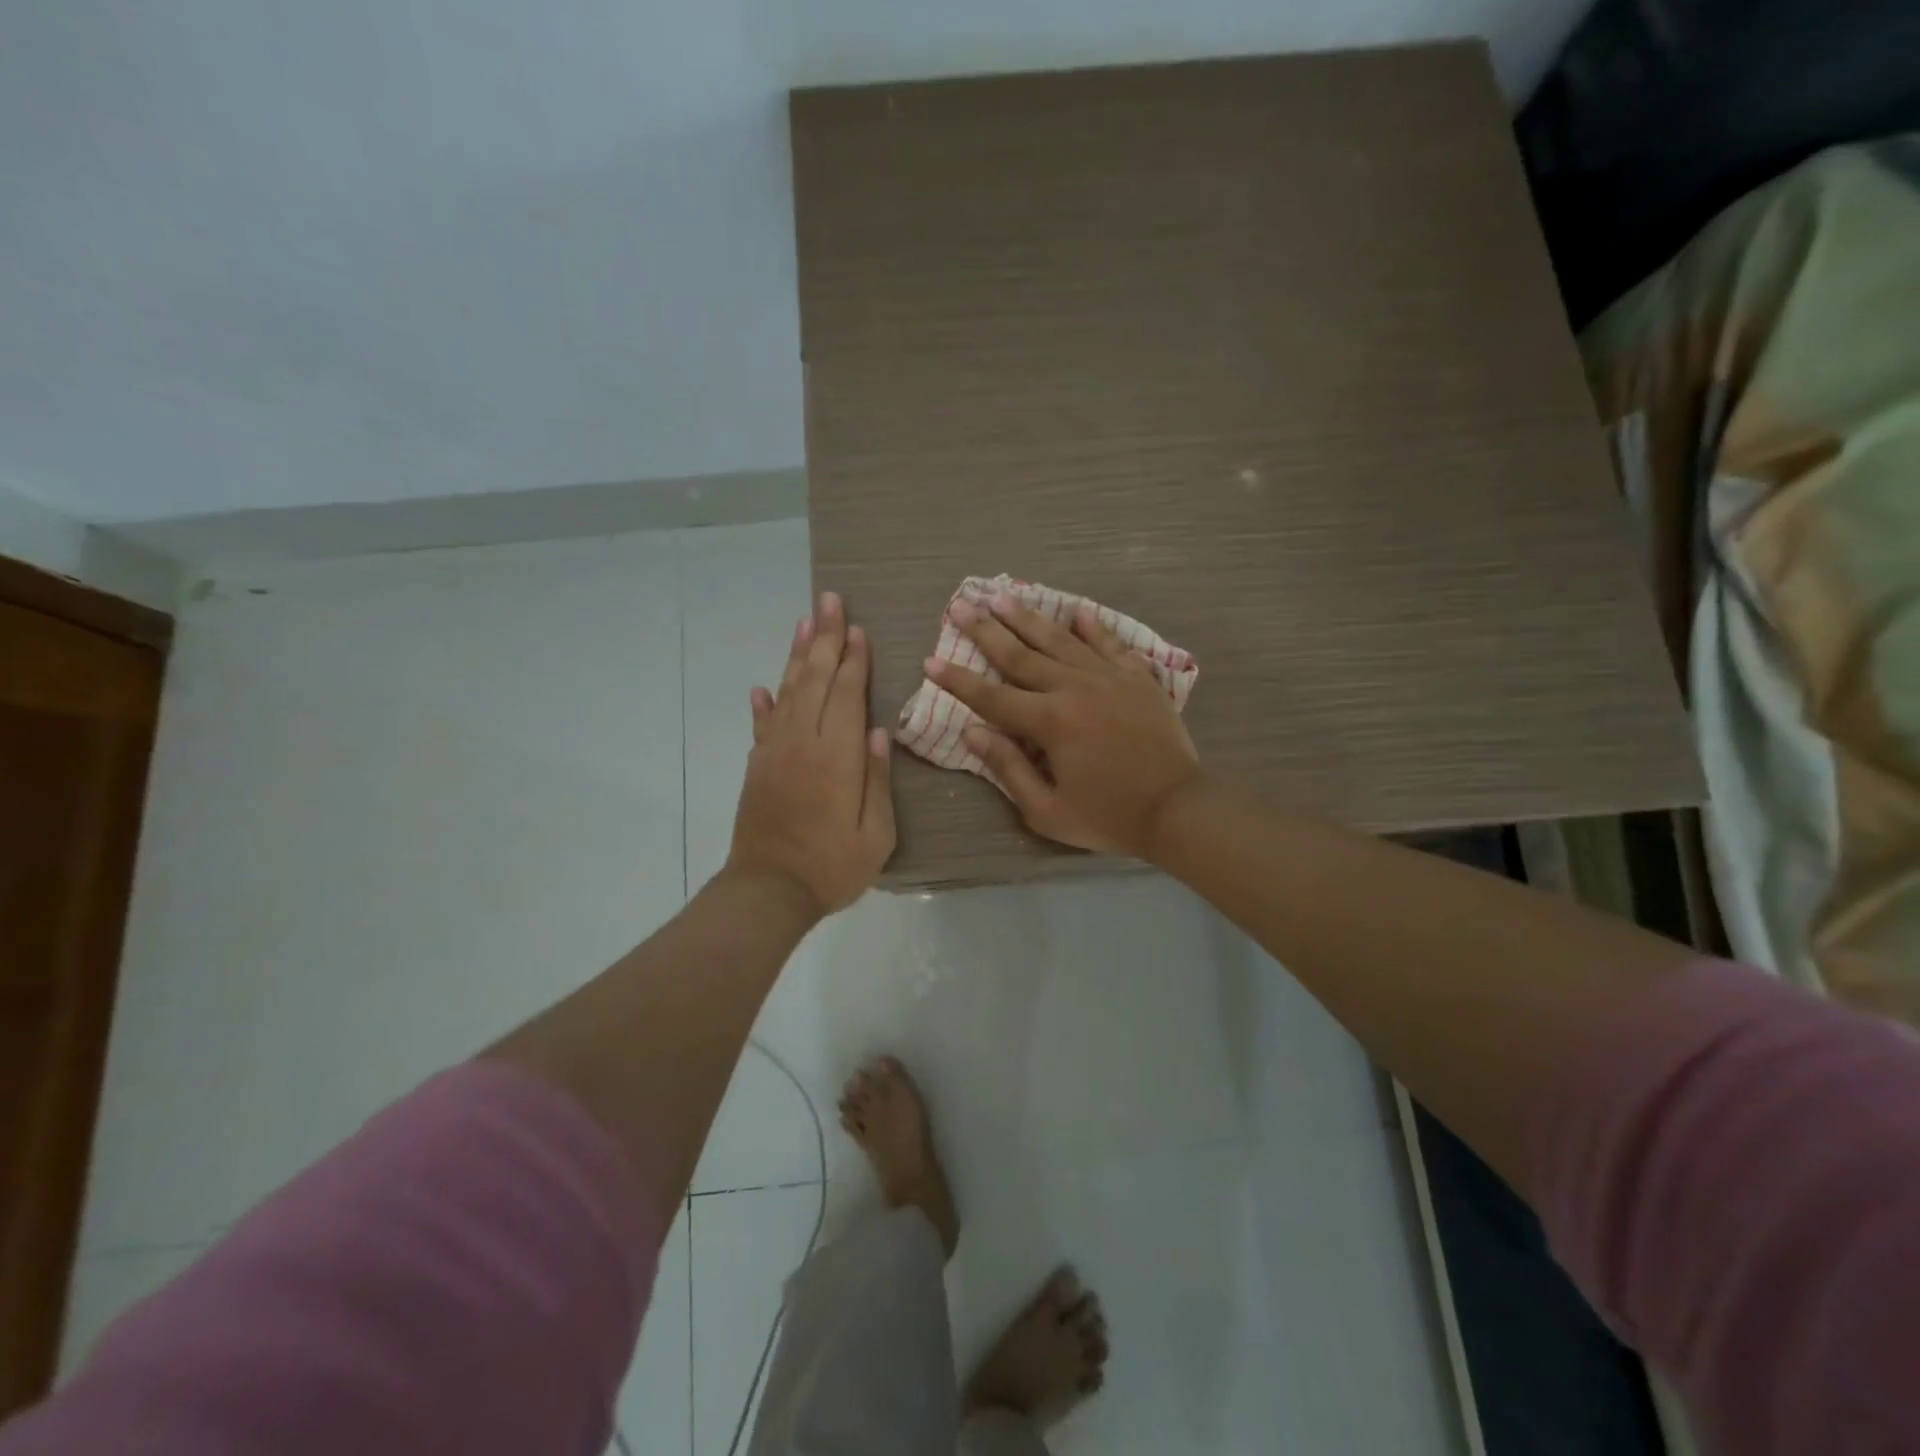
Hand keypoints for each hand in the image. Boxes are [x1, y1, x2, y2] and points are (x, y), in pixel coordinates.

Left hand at [727, 591, 896, 916]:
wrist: (769, 891)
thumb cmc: (832, 866)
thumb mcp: (876, 833)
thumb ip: (877, 779)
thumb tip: (878, 731)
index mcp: (836, 756)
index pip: (846, 693)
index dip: (853, 659)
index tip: (857, 628)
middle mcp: (802, 742)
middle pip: (813, 679)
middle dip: (823, 638)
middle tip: (829, 601)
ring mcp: (775, 752)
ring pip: (787, 692)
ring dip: (795, 655)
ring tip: (804, 622)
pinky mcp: (758, 767)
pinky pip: (762, 725)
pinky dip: (764, 703)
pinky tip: (763, 687)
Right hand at [927, 594, 1201, 858]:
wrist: (1178, 808)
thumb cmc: (1108, 816)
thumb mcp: (1047, 810)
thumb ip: (1008, 768)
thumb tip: (972, 732)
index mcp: (1049, 722)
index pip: (992, 696)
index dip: (958, 680)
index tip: (930, 660)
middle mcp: (1074, 688)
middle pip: (1021, 654)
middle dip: (986, 630)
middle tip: (961, 605)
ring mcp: (1109, 677)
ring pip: (1061, 640)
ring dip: (1029, 617)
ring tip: (1003, 596)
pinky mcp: (1137, 678)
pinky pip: (1110, 644)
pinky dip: (1093, 627)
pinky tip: (1077, 611)